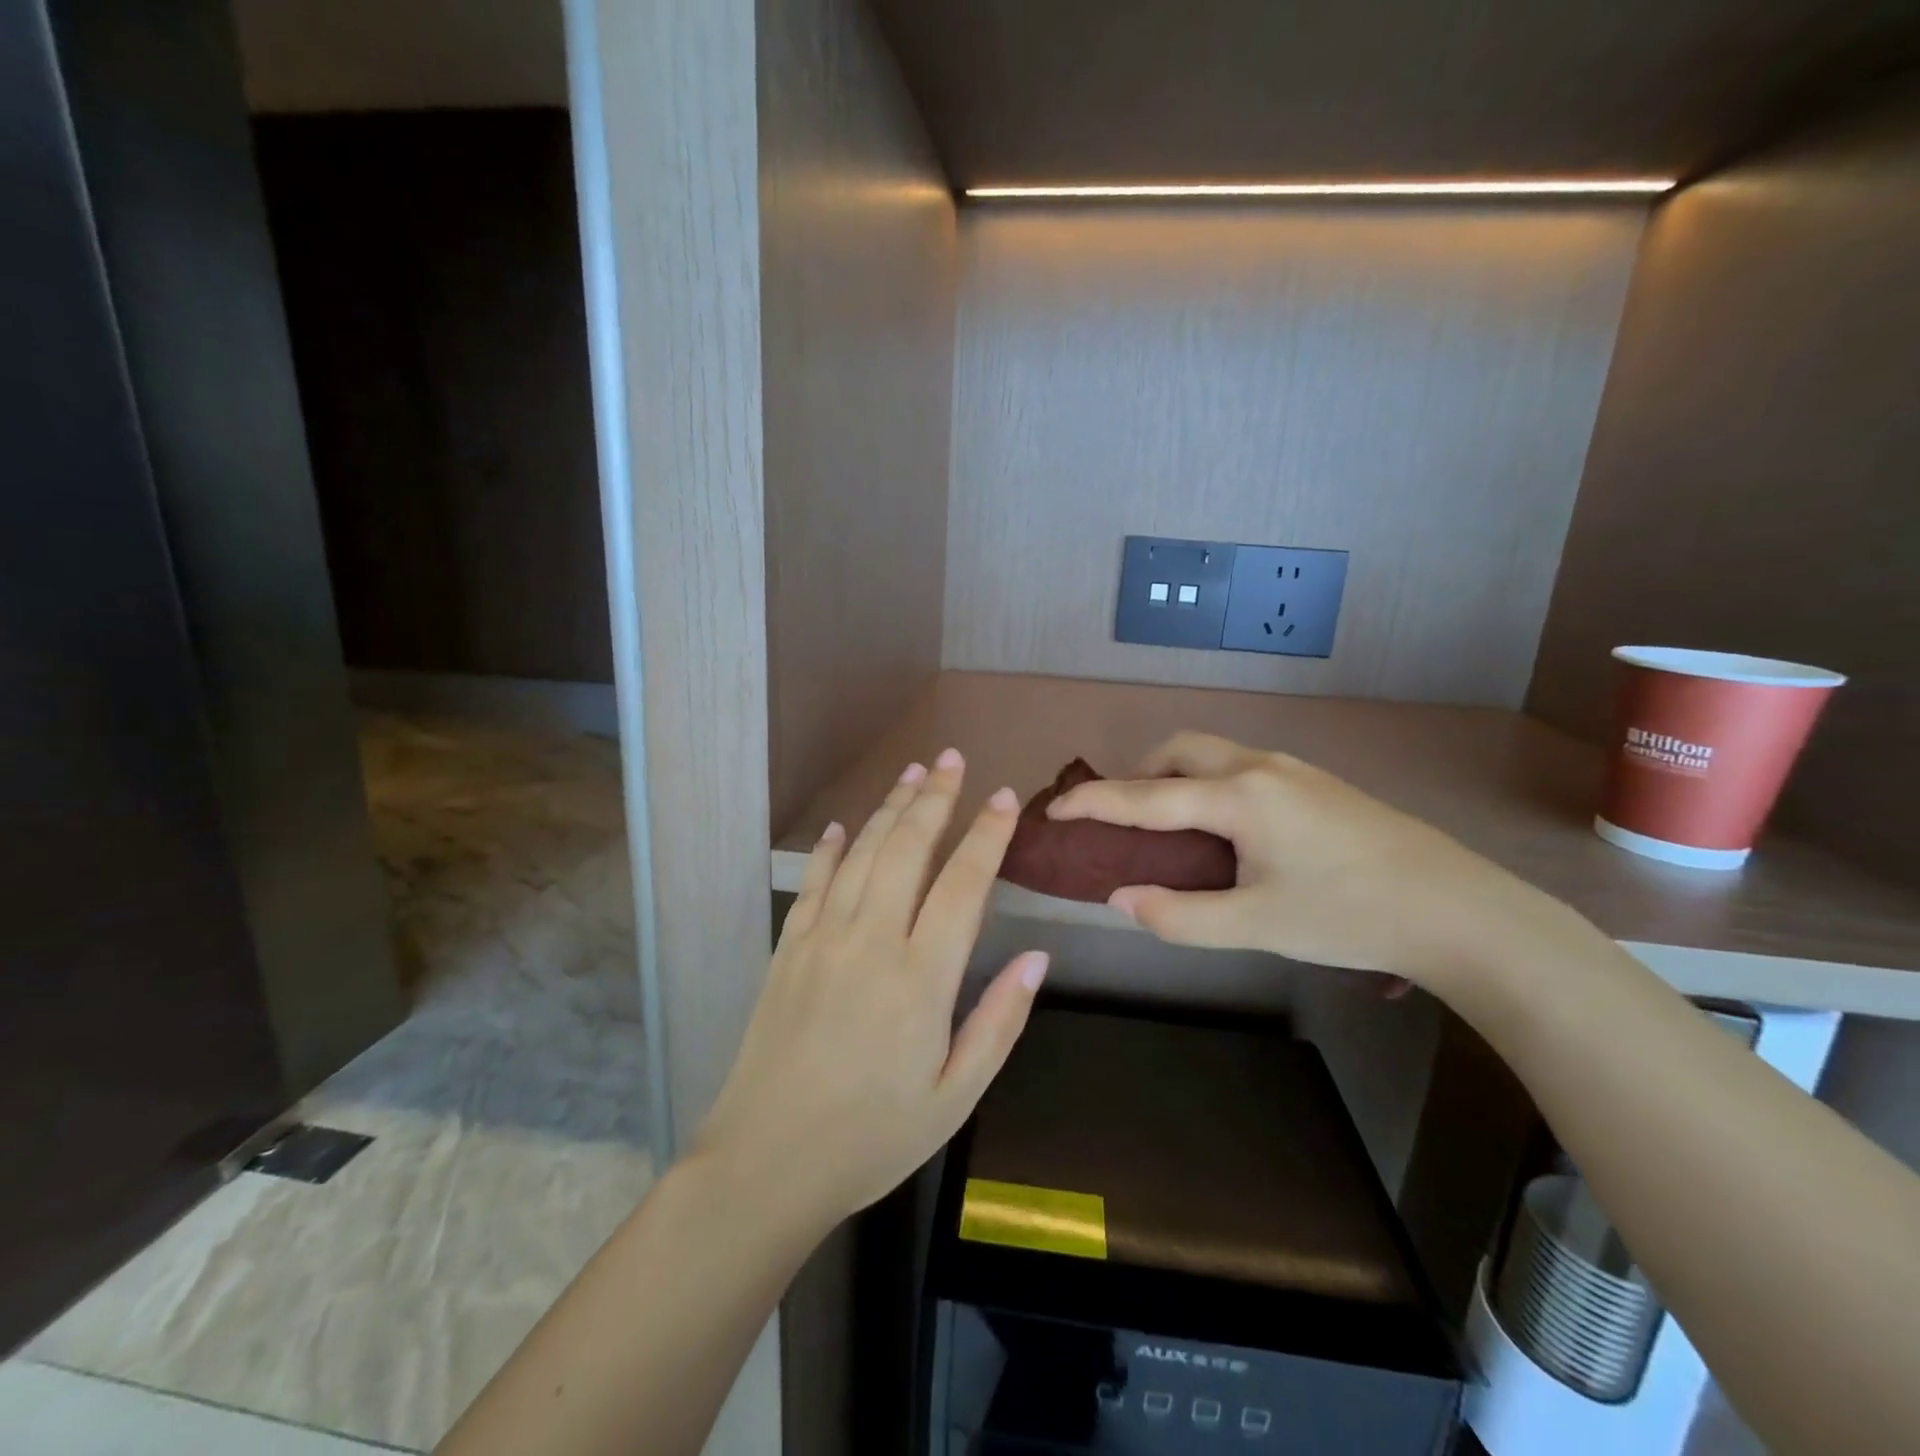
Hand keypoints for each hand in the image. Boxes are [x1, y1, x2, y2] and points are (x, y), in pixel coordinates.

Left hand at [694, 750, 1047, 1228]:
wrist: (766, 1163)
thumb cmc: (872, 1137)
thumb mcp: (955, 1096)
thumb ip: (999, 1021)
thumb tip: (1037, 957)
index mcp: (920, 977)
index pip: (963, 885)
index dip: (987, 836)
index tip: (1005, 798)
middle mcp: (871, 941)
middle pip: (908, 849)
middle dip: (934, 798)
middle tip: (952, 759)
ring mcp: (823, 939)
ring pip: (863, 854)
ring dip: (890, 809)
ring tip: (912, 773)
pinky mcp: (789, 949)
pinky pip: (815, 883)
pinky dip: (833, 848)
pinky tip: (846, 826)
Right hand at [1047, 732, 1544, 987]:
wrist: (1458, 909)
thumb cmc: (1350, 916)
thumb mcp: (1256, 926)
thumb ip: (1178, 914)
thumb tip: (1121, 897)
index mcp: (1239, 796)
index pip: (1146, 796)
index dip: (1093, 803)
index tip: (1052, 810)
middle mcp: (1260, 767)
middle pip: (1179, 750)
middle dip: (1138, 776)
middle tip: (1122, 819)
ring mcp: (1292, 769)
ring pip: (1212, 754)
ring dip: (1175, 778)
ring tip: (1168, 827)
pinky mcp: (1315, 783)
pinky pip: (1239, 768)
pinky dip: (1207, 785)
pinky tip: (1223, 830)